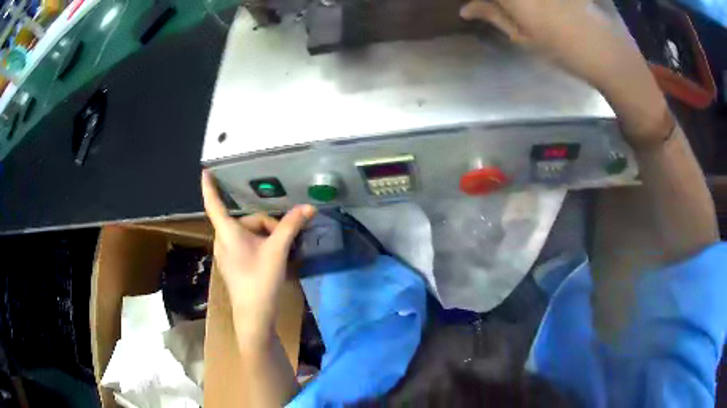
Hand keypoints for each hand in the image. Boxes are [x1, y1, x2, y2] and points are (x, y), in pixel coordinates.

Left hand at [201, 171, 315, 343]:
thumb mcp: (278, 250)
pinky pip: (245, 245)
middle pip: (246, 220)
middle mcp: (223, 240)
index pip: (214, 204)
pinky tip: (273, 259)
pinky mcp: (232, 264)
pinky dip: (260, 246)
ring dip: (266, 237)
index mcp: (228, 233)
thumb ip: (291, 226)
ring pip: (248, 234)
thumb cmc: (261, 280)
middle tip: (284, 241)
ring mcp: (226, 254)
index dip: (210, 187)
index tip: (206, 171)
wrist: (254, 314)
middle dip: (267, 226)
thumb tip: (309, 207)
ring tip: (281, 252)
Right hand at [460, 0, 672, 148]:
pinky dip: (536, 4)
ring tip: (523, 14)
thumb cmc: (567, 53)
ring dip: (520, 5)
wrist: (611, 55)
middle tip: (502, 10)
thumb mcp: (526, 39)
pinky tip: (541, 10)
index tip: (481, 7)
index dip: (485, 1)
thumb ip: (494, 16)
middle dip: (501, 3)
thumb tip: (466, 8)